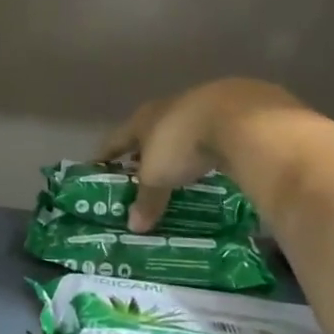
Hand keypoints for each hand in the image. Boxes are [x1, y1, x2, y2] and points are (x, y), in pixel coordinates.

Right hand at [99, 78, 302, 230]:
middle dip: (142, 152)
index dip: (104, 155)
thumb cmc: (183, 144)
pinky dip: (207, 149)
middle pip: (148, 132)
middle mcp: (168, 109)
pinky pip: (212, 134)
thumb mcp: (159, 177)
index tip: (94, 168)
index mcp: (143, 120)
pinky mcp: (233, 112)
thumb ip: (147, 200)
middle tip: (137, 173)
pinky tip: (212, 161)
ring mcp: (202, 106)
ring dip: (176, 150)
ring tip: (176, 171)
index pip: (116, 139)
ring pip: (182, 131)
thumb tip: (134, 227)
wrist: (240, 118)